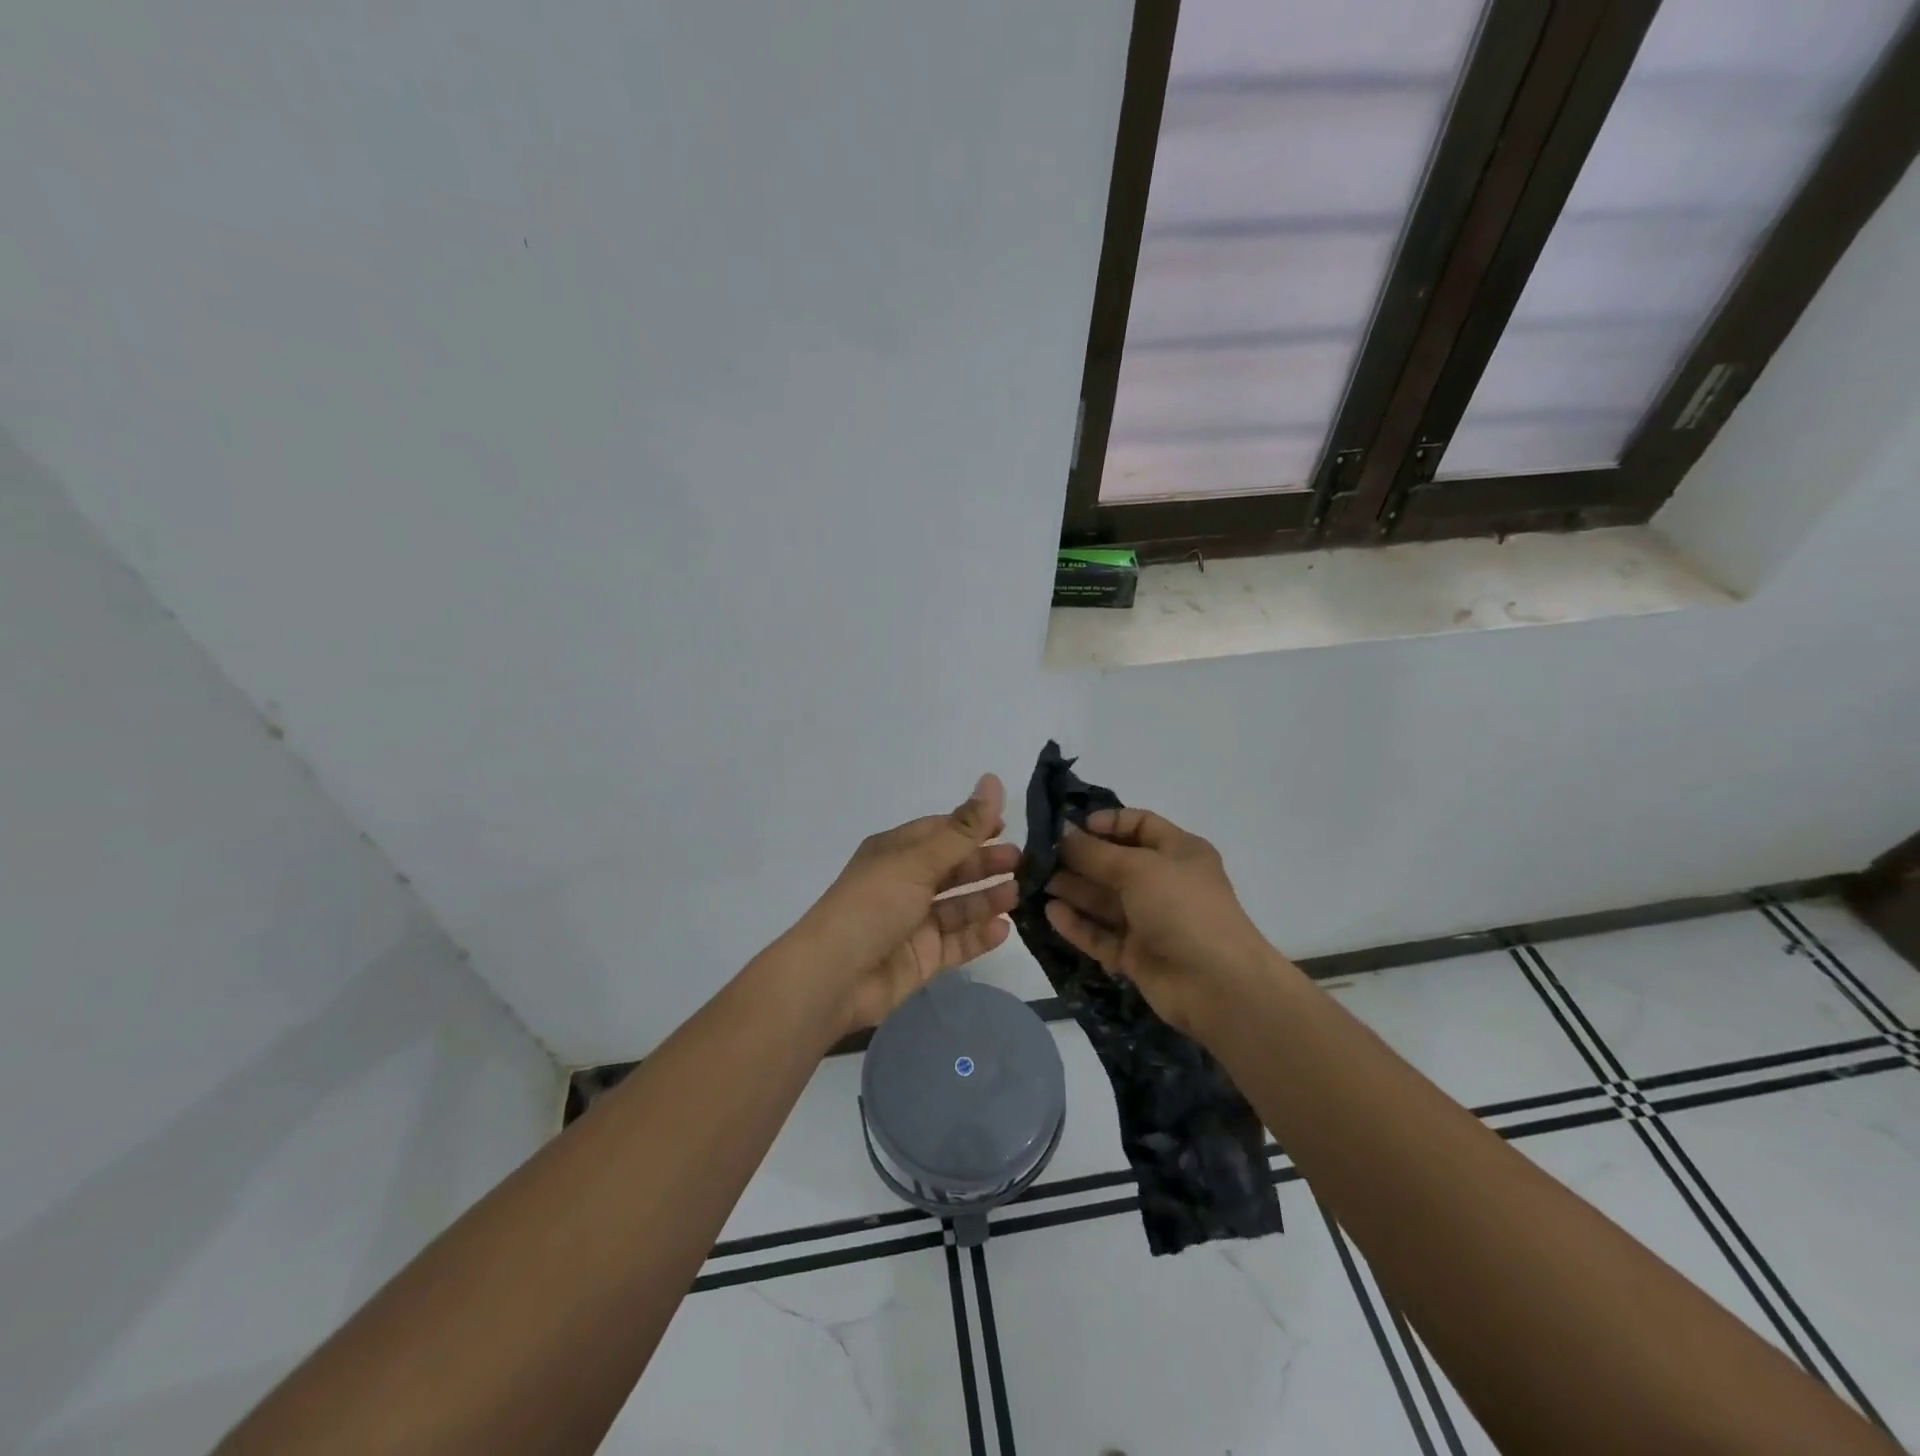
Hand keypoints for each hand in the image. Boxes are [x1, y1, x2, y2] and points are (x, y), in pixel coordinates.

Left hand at [799, 774, 1019, 1034]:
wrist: (833, 977)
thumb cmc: (873, 905)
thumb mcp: (919, 861)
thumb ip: (962, 829)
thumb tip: (992, 779)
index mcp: (896, 853)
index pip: (941, 832)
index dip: (973, 827)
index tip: (1007, 826)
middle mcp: (905, 884)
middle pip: (953, 869)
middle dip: (985, 864)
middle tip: (1022, 864)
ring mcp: (914, 923)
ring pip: (959, 907)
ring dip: (987, 899)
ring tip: (1017, 895)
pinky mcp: (922, 958)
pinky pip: (957, 942)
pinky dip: (979, 935)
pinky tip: (1003, 929)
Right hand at [1045, 807, 1275, 1034]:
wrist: (1217, 985)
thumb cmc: (1182, 908)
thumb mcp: (1138, 868)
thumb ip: (1095, 853)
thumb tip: (1063, 834)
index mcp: (1179, 852)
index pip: (1140, 825)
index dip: (1107, 823)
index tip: (1072, 827)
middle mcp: (1164, 883)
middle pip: (1115, 863)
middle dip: (1080, 858)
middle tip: (1039, 856)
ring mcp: (1150, 921)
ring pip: (1104, 900)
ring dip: (1073, 889)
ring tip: (1036, 881)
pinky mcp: (1136, 954)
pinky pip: (1101, 934)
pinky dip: (1077, 923)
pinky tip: (1050, 913)